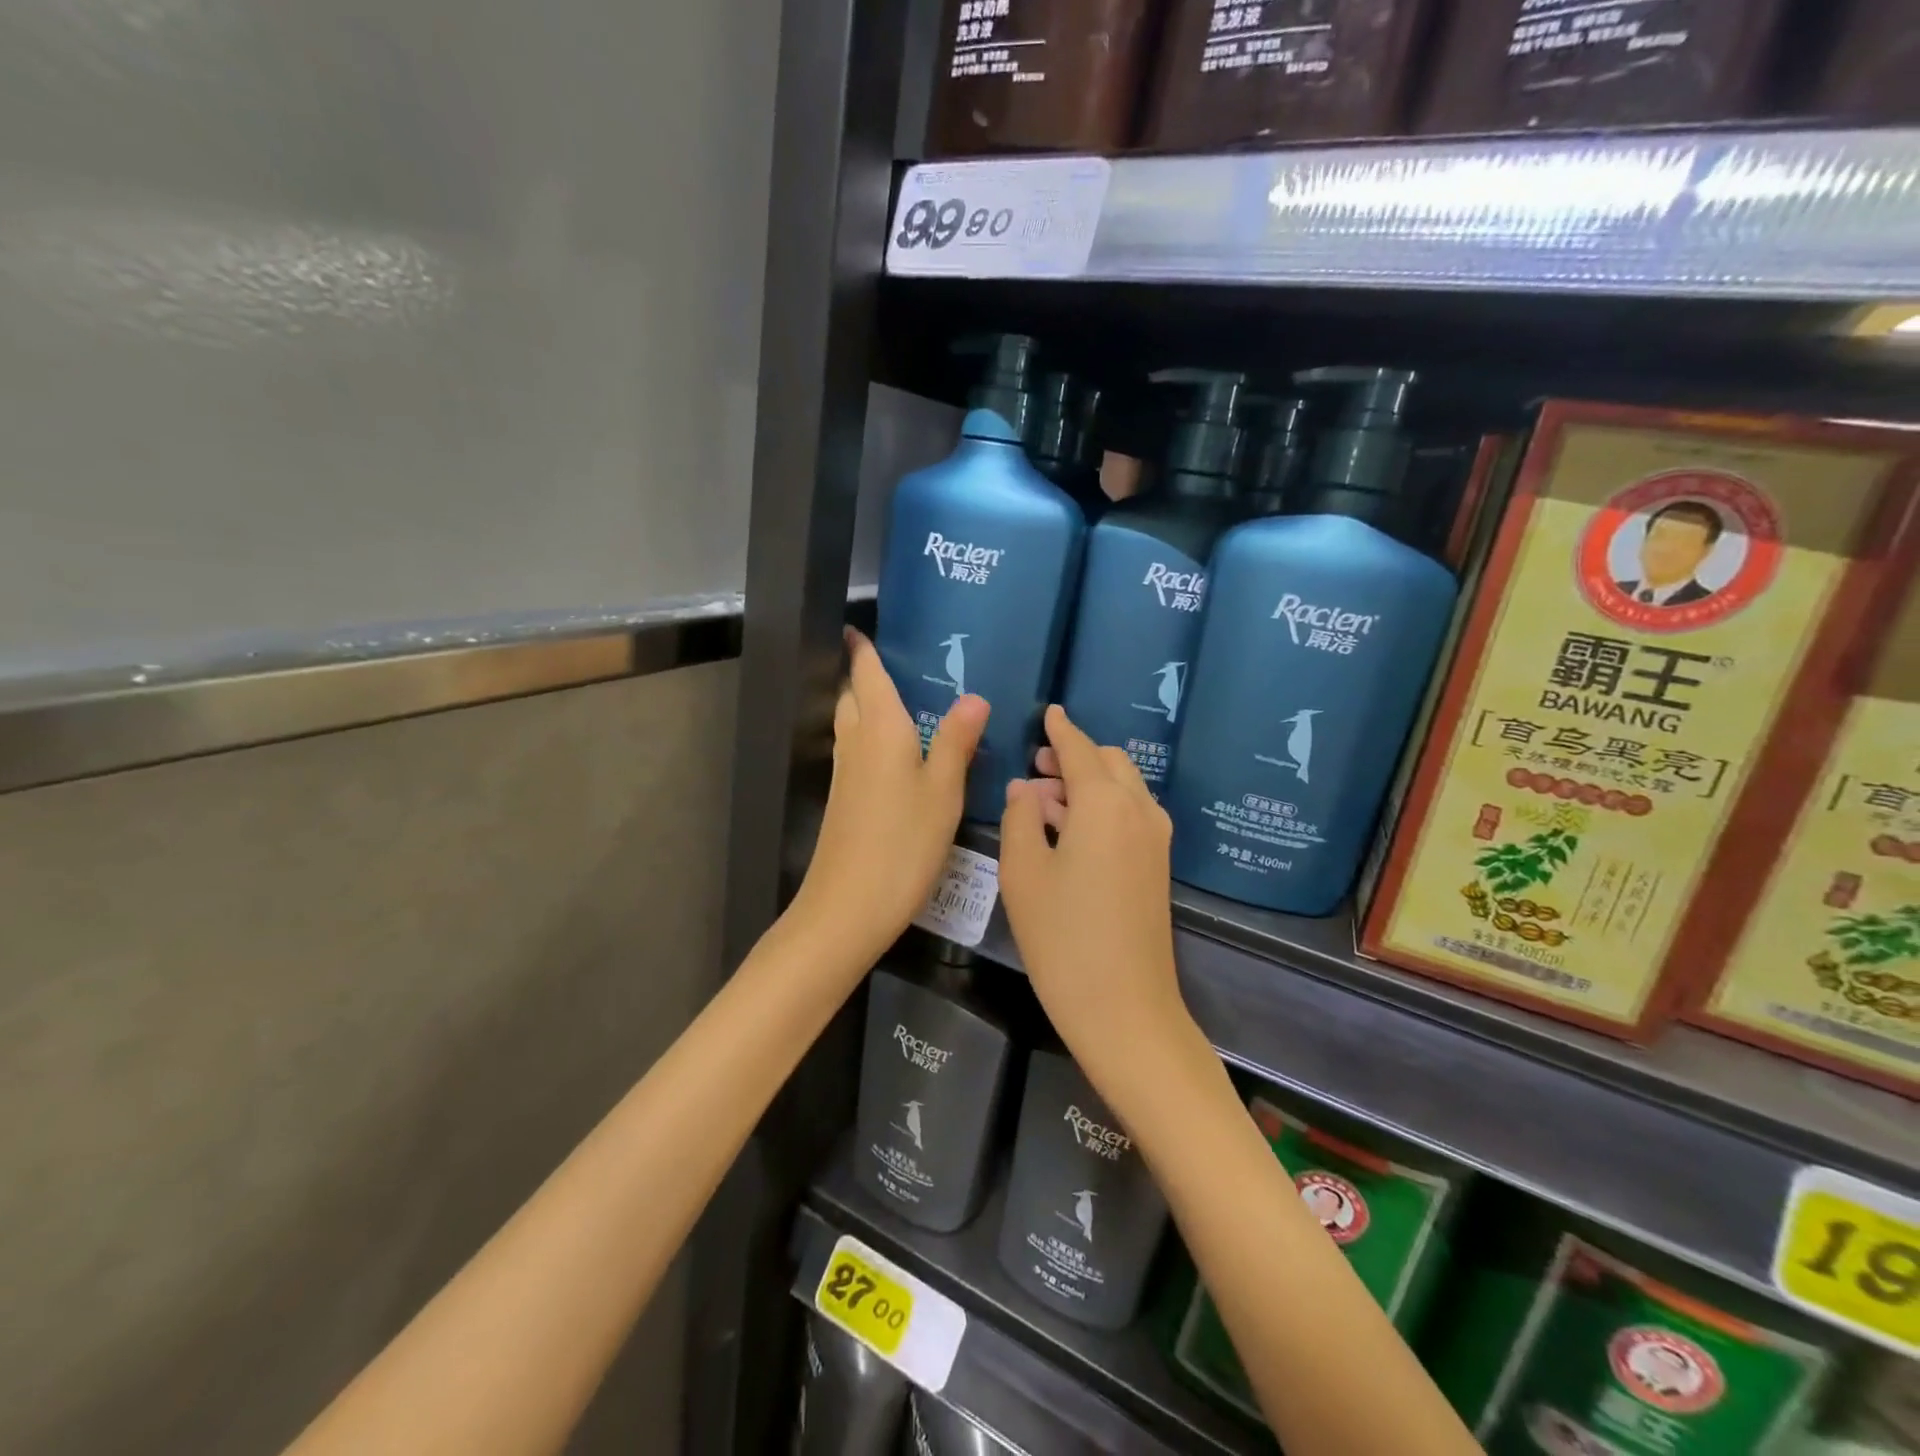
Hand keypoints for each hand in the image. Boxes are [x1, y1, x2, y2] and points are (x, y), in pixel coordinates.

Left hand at [788, 630, 988, 969]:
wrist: (848, 906)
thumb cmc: (903, 843)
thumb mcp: (942, 790)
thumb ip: (956, 741)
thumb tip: (974, 696)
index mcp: (880, 730)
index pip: (866, 675)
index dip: (862, 650)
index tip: (859, 627)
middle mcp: (856, 743)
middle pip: (853, 697)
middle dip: (865, 676)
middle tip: (898, 665)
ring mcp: (845, 774)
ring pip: (851, 725)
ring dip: (867, 707)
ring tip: (904, 703)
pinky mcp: (844, 801)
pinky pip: (857, 752)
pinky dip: (872, 738)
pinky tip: (898, 755)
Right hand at [998, 706, 1193, 1085]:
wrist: (1125, 1008)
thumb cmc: (1063, 938)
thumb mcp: (1024, 873)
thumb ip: (1020, 818)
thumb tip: (1025, 789)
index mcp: (1105, 803)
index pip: (1080, 748)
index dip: (1060, 729)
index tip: (1048, 713)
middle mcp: (1138, 810)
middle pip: (1109, 763)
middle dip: (1074, 756)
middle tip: (1035, 768)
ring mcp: (1155, 840)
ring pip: (1123, 789)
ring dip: (1087, 783)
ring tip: (1043, 802)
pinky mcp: (1157, 867)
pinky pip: (1130, 815)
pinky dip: (1102, 807)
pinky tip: (1070, 831)